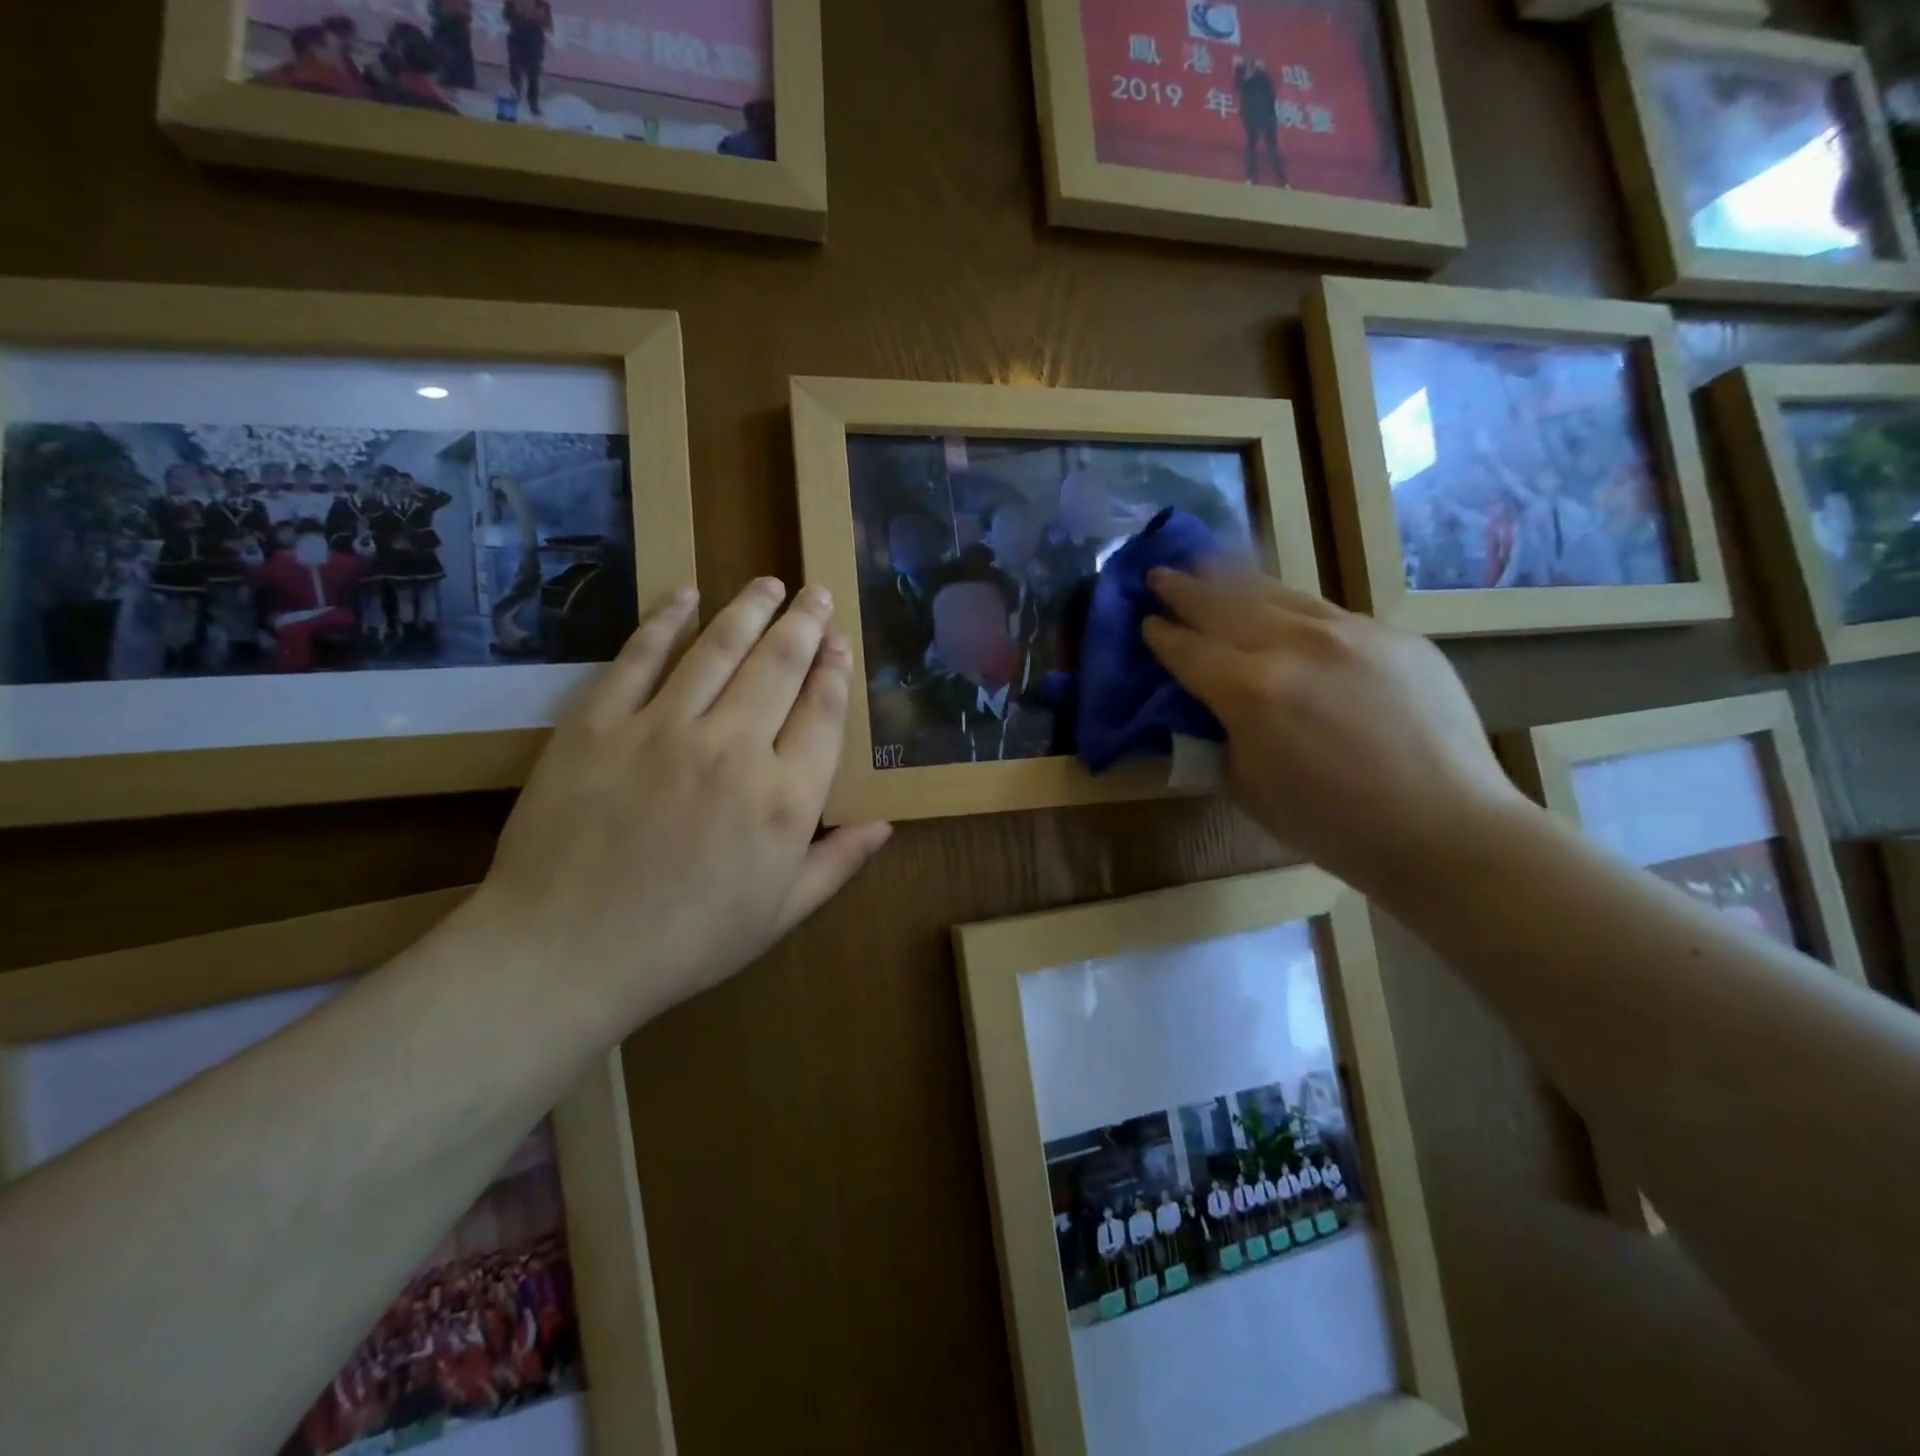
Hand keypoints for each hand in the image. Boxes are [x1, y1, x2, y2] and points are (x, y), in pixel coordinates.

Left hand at [464, 579, 891, 1026]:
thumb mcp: (779, 915)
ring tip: (769, 583)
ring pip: (718, 648)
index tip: (839, 643)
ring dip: (749, 609)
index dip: (835, 671)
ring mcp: (663, 729)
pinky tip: (685, 594)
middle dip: (804, 623)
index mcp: (785, 799)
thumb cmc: (686, 943)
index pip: (823, 712)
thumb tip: (886, 826)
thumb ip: (836, 864)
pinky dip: (665, 620)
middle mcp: (734, 748)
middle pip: (779, 666)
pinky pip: (639, 657)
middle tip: (815, 592)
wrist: (564, 954)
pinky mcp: (600, 723)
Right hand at [1143, 570, 1523, 890]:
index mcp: (1250, 691)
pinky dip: (1291, 609)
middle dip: (1185, 588)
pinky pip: (1326, 613)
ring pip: (1276, 593)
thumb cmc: (1331, 825)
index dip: (1161, 635)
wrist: (1444, 826)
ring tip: (1210, 564)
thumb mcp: (1247, 787)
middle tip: (1160, 575)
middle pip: (1224, 603)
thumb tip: (1208, 706)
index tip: (1146, 622)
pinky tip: (1283, 614)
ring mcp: (1350, 632)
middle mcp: (1294, 645)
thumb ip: (1220, 735)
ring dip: (1234, 580)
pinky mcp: (1392, 634)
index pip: (1188, 650)